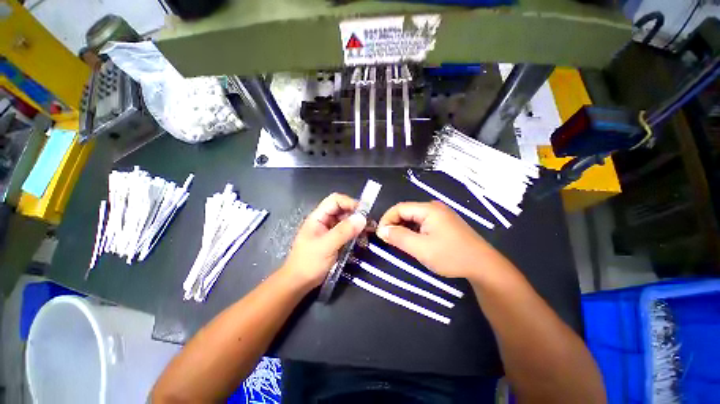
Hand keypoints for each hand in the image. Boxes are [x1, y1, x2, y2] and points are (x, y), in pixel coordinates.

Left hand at [281, 193, 366, 288]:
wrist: (298, 283)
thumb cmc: (308, 263)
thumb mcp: (326, 246)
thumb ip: (344, 231)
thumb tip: (362, 218)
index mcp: (318, 217)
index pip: (335, 200)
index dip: (349, 203)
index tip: (364, 212)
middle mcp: (324, 221)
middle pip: (342, 210)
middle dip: (356, 215)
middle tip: (370, 224)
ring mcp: (329, 231)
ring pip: (346, 221)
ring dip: (357, 225)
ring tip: (369, 232)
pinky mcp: (334, 240)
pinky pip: (347, 232)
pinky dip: (355, 234)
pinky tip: (362, 240)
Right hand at [376, 201, 494, 278]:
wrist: (483, 266)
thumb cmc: (451, 256)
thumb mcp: (421, 248)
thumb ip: (399, 237)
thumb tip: (381, 230)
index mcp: (429, 209)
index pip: (399, 208)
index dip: (387, 219)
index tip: (380, 234)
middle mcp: (434, 207)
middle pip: (406, 212)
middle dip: (394, 224)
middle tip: (388, 240)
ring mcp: (440, 215)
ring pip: (414, 218)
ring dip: (403, 229)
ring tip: (399, 242)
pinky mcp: (443, 223)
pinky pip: (422, 223)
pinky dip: (413, 231)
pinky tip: (413, 241)